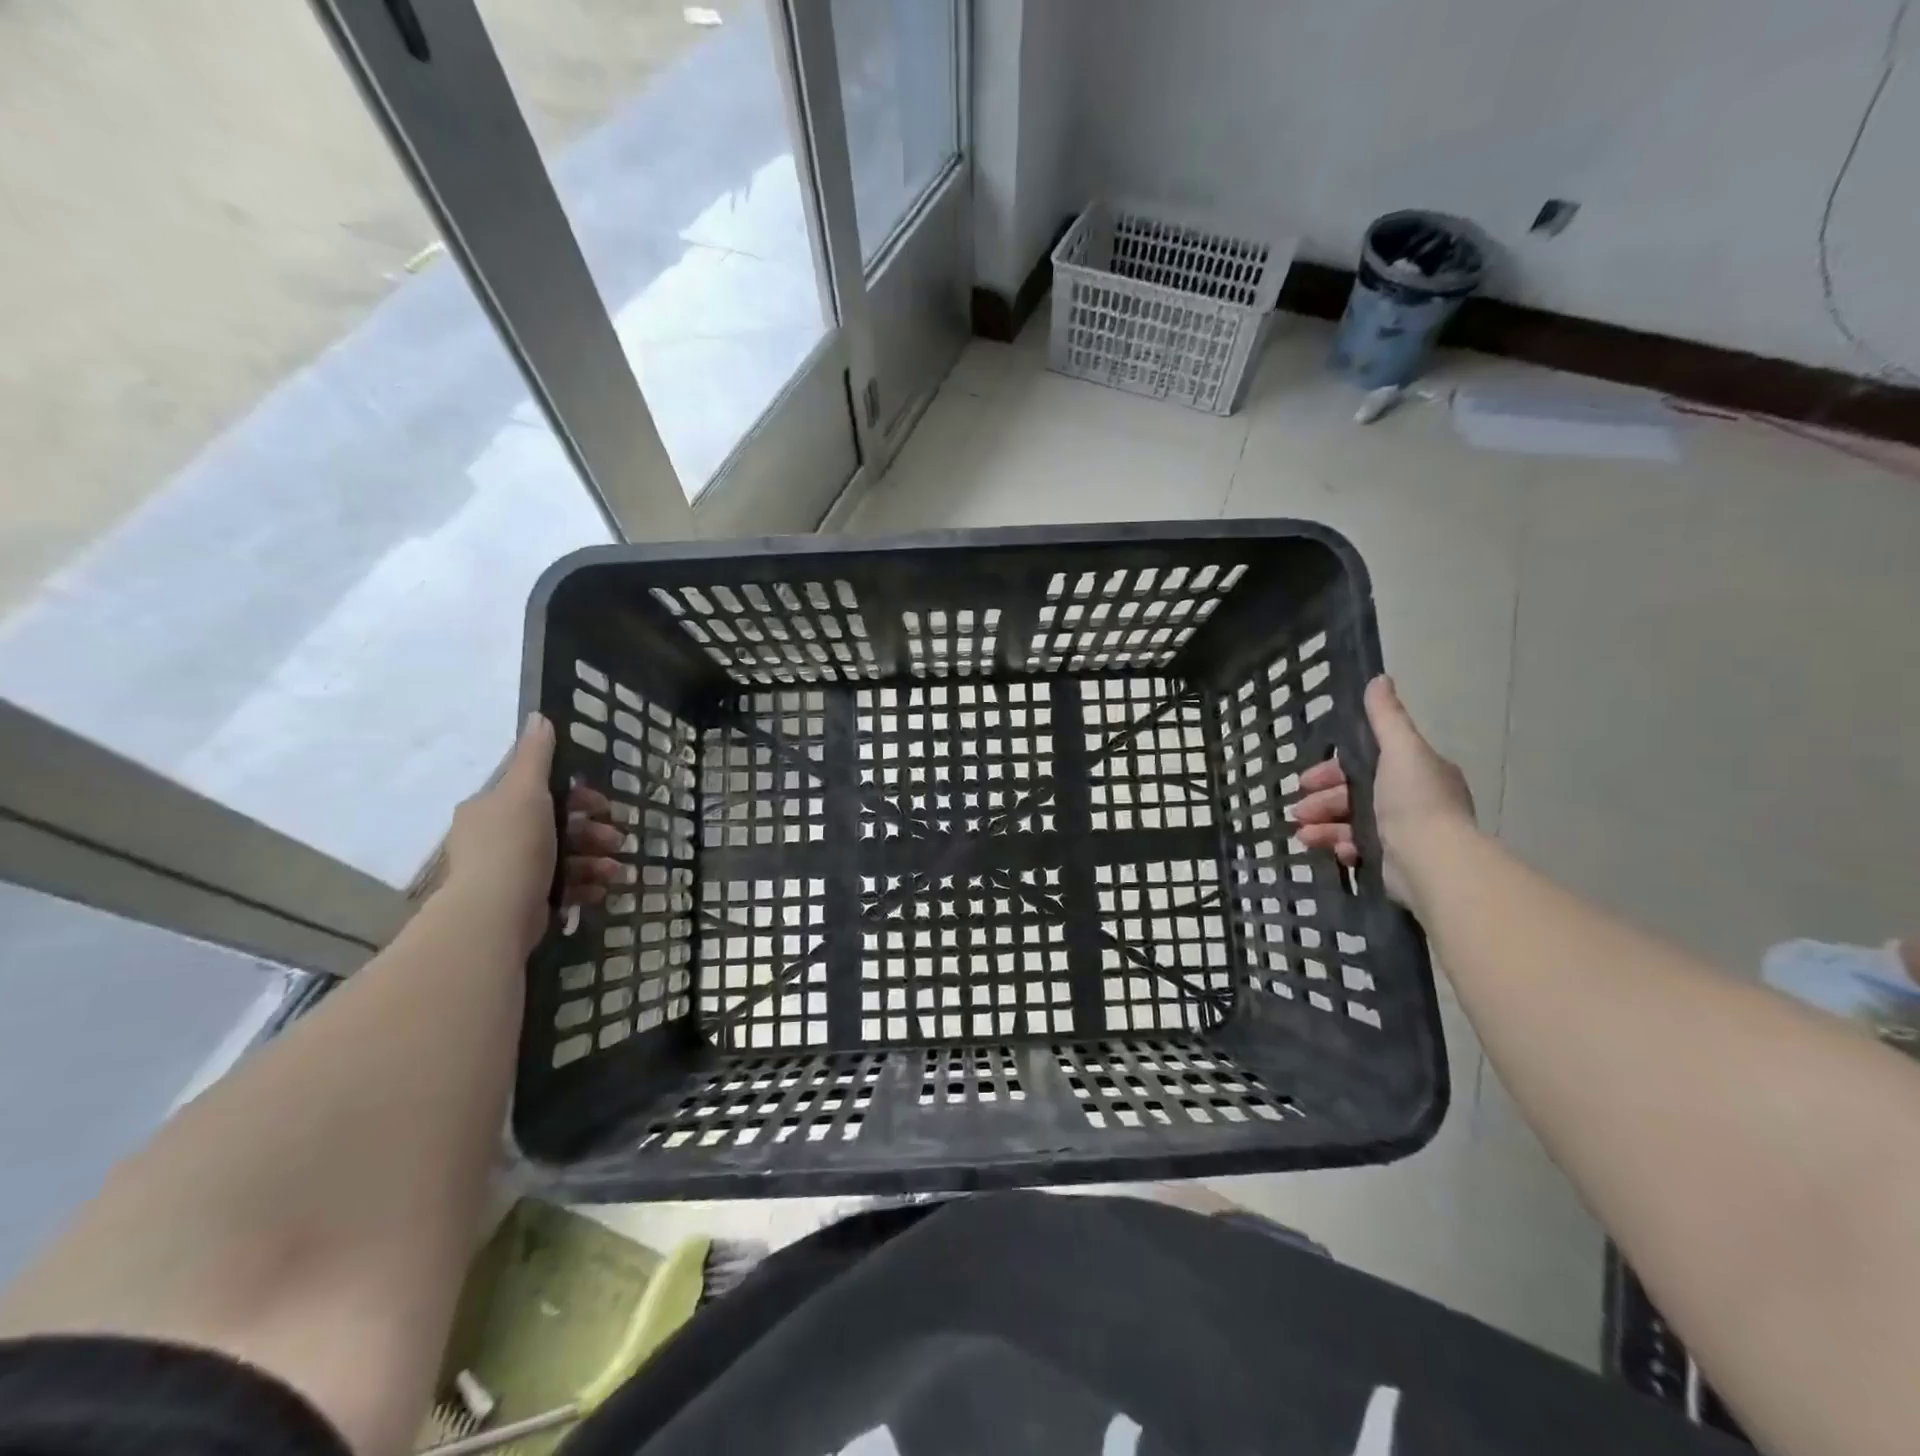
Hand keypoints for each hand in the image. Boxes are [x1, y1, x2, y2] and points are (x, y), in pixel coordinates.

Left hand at [442, 714, 623, 955]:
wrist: (494, 914)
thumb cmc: (513, 845)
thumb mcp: (526, 791)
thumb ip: (535, 756)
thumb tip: (539, 716)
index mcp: (491, 808)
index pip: (538, 792)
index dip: (576, 795)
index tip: (602, 805)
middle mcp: (494, 838)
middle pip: (556, 825)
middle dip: (592, 831)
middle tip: (616, 839)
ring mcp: (507, 872)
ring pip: (563, 857)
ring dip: (595, 860)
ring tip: (615, 870)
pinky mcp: (522, 901)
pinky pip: (561, 886)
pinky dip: (584, 885)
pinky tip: (602, 889)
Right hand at [1293, 676, 1474, 907]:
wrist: (1432, 861)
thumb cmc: (1414, 801)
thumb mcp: (1400, 749)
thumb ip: (1386, 717)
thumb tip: (1379, 679)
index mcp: (1417, 771)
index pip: (1366, 763)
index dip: (1333, 769)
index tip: (1306, 779)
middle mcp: (1412, 800)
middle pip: (1354, 794)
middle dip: (1322, 801)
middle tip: (1298, 811)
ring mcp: (1403, 833)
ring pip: (1351, 822)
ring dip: (1323, 825)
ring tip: (1302, 833)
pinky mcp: (1393, 862)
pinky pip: (1359, 849)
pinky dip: (1341, 847)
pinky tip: (1334, 850)